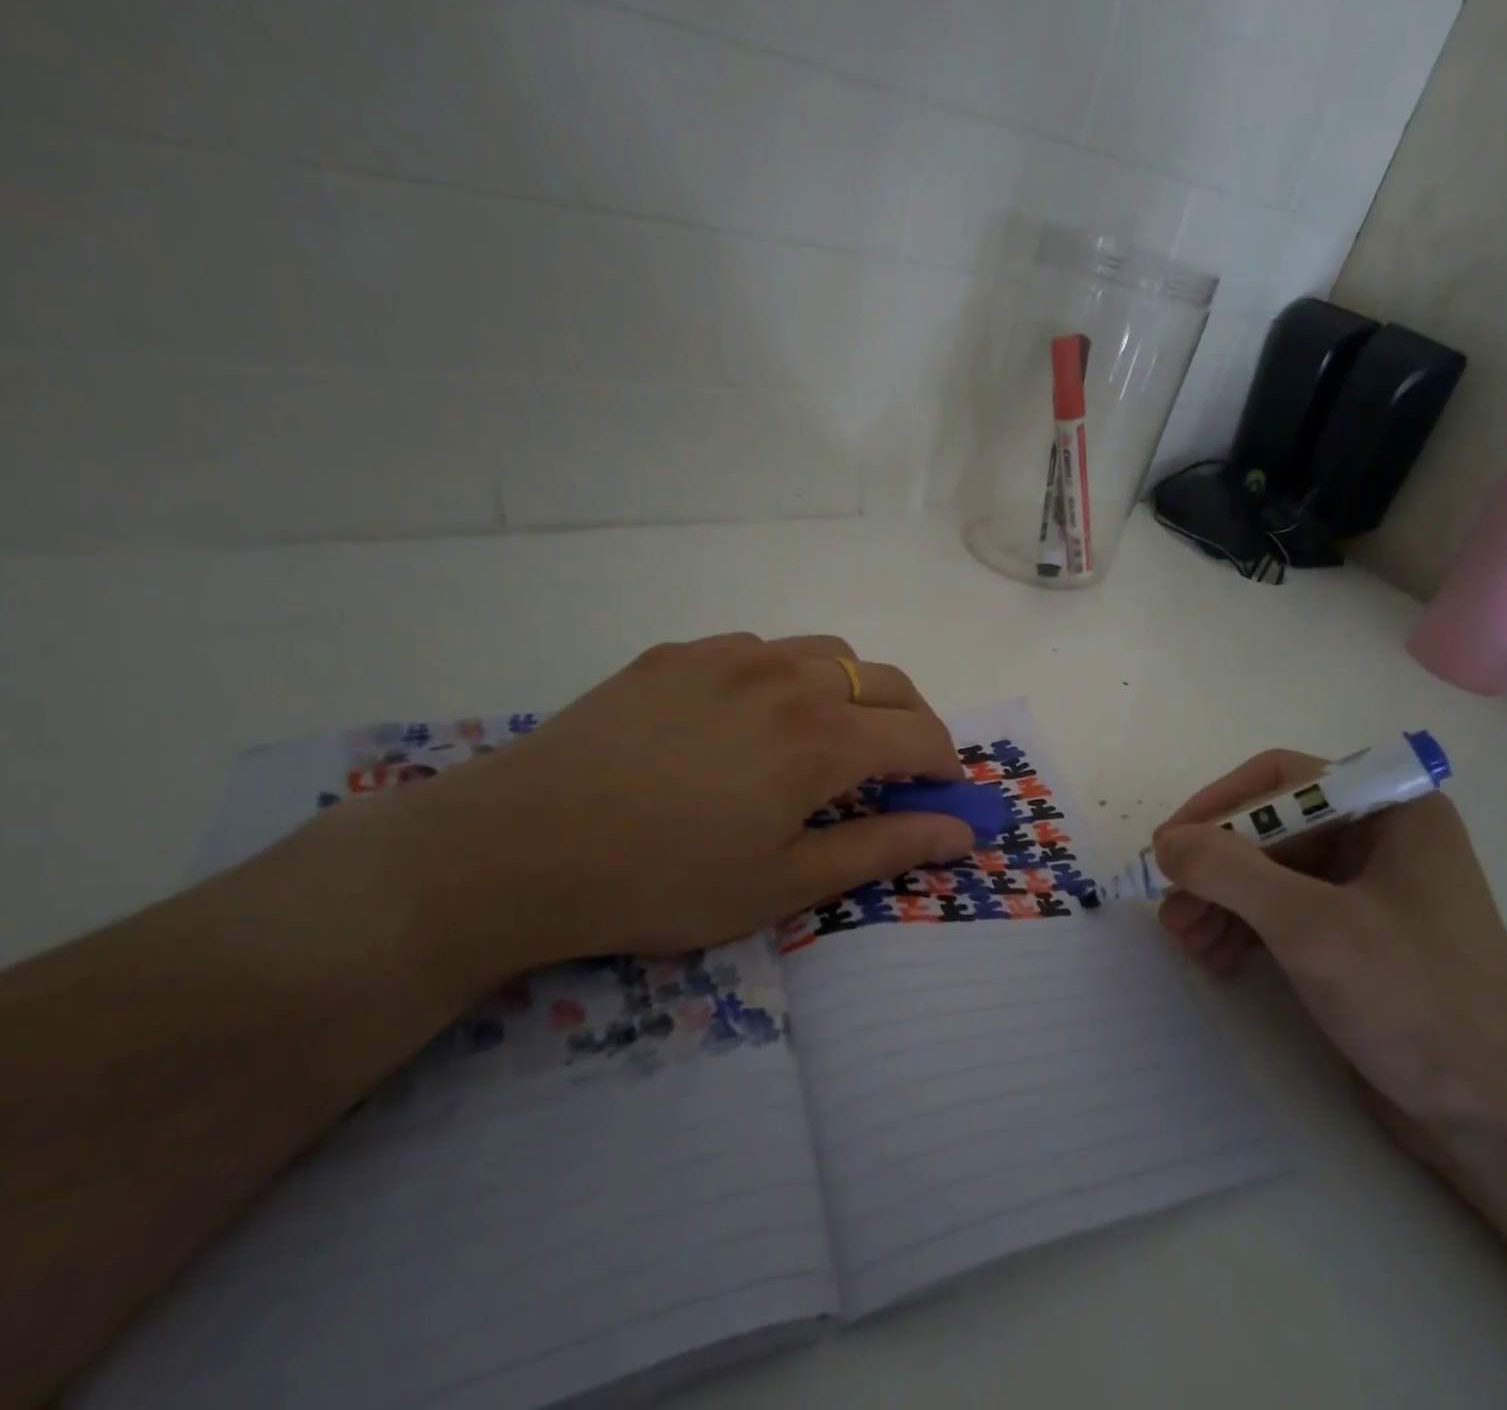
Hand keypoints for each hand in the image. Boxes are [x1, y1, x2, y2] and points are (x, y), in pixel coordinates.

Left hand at [332, 633, 974, 981]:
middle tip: (898, 771)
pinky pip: (762, 649)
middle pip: (887, 681)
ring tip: (829, 739)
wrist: (518, 847)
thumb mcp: (785, 884)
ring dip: (853, 691)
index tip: (942, 798)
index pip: (922, 734)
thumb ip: (883, 848)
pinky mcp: (679, 652)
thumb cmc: (663, 881)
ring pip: (828, 652)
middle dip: (913, 723)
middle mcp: (788, 676)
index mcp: (822, 736)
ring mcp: (729, 654)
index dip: (946, 767)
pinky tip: (751, 720)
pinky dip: (789, 677)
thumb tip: (960, 833)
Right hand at [1151, 751, 1506, 1149]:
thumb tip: (1166, 843)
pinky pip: (1282, 909)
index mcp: (1391, 811)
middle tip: (1169, 907)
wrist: (1495, 1120)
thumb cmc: (1413, 1001)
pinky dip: (1242, 926)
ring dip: (1220, 900)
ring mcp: (1367, 888)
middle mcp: (1379, 837)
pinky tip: (1215, 957)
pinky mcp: (1355, 934)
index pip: (1281, 779)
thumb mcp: (1311, 927)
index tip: (1170, 846)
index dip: (1218, 805)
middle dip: (1214, 868)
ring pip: (1268, 871)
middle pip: (1269, 829)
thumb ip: (1229, 871)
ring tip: (1185, 940)